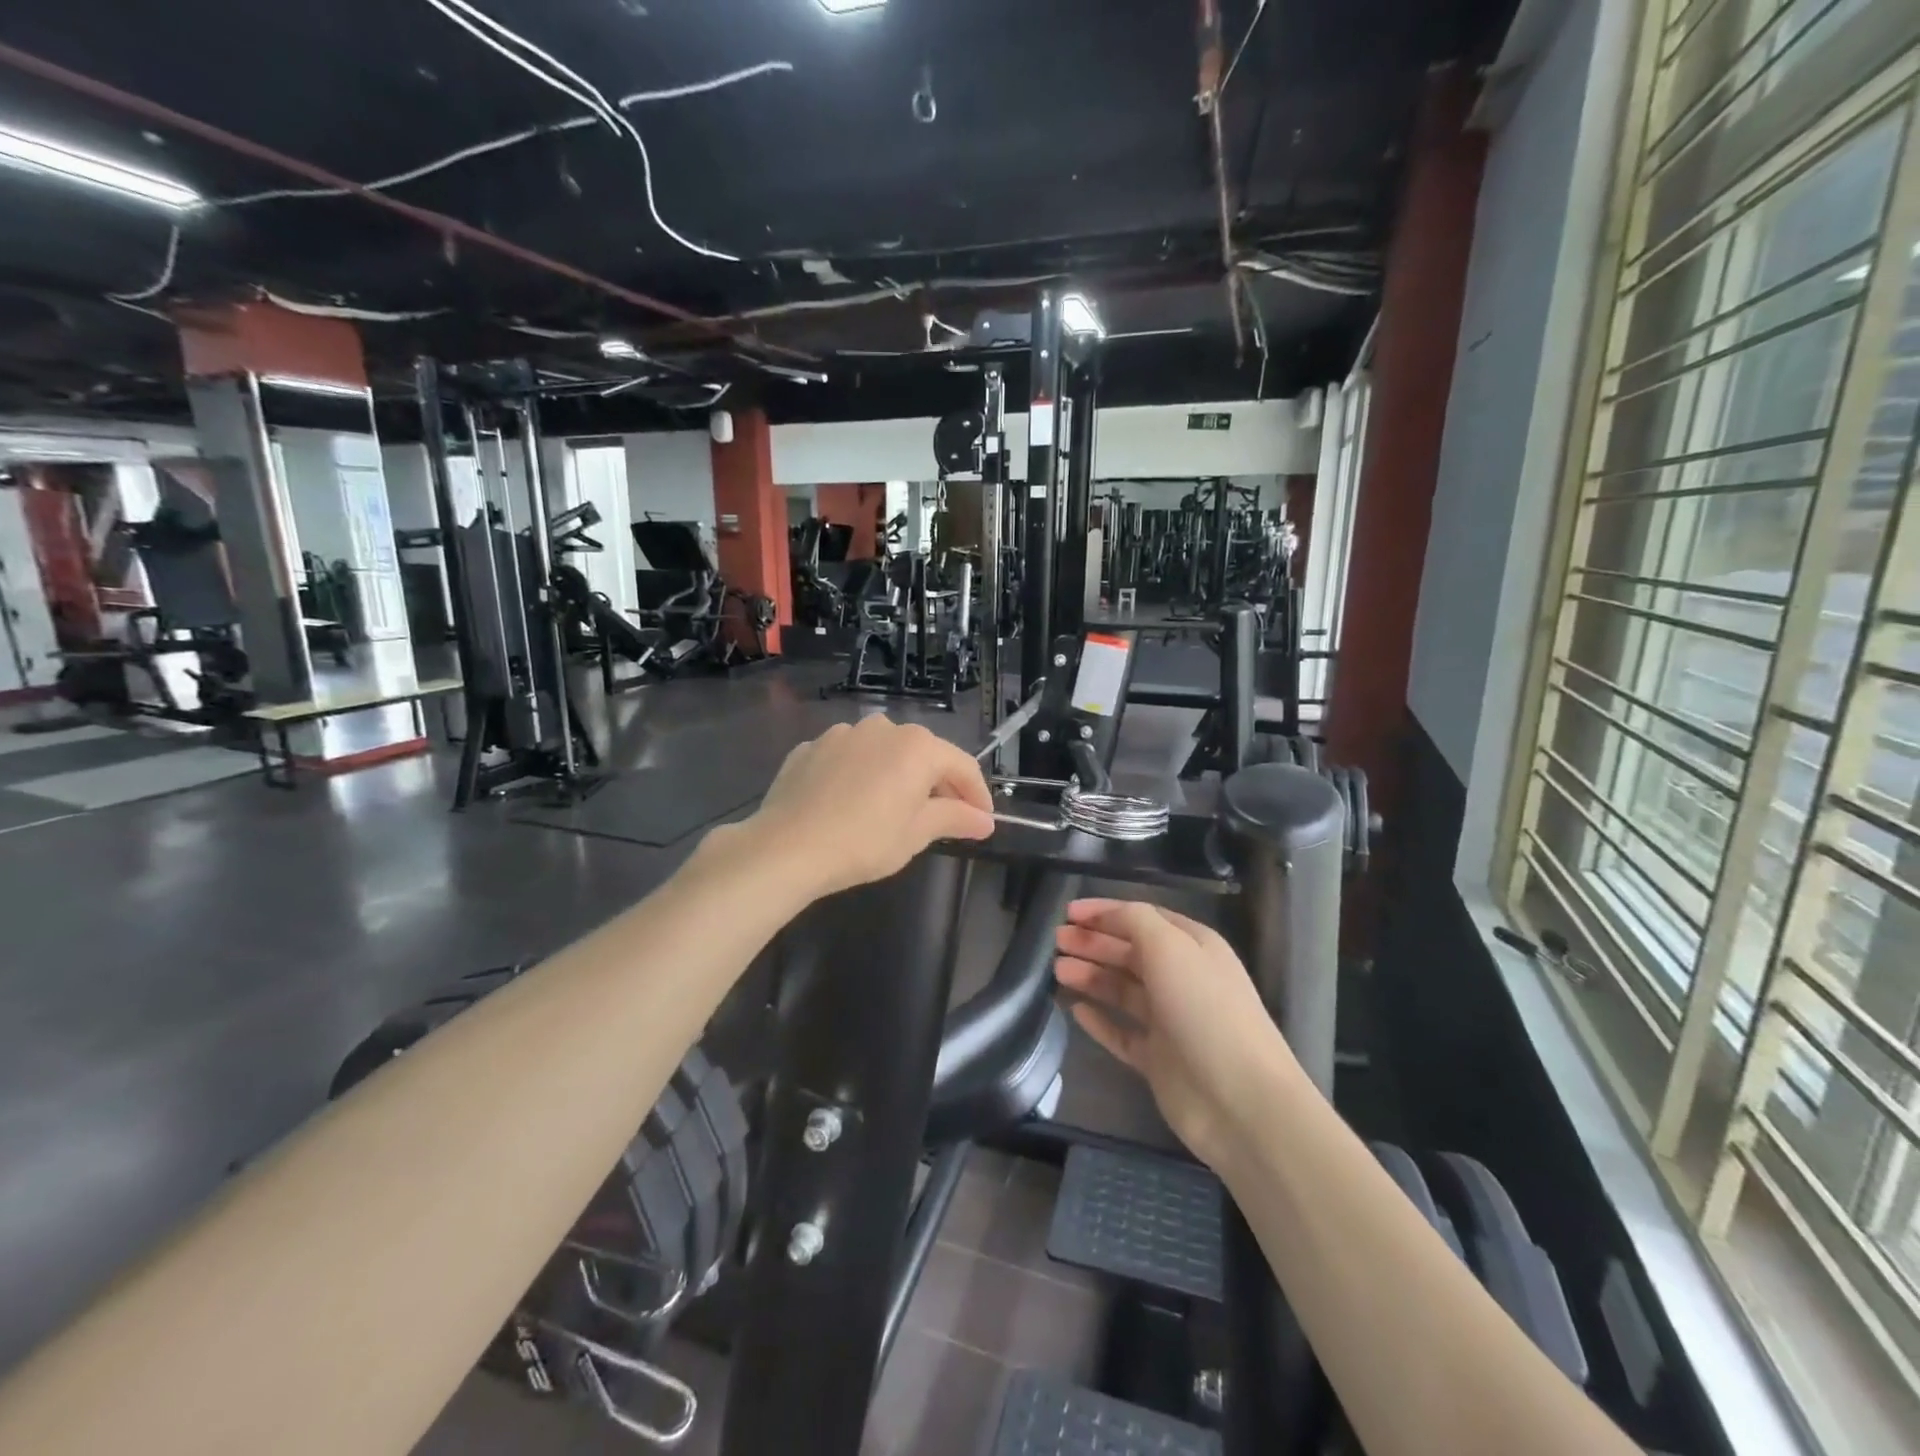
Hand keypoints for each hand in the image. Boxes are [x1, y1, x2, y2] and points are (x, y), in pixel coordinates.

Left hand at [720, 715, 994, 899]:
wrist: (786, 848)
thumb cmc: (863, 842)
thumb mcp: (916, 834)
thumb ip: (954, 818)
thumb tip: (984, 820)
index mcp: (917, 747)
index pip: (962, 765)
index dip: (978, 794)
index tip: (982, 820)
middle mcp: (883, 728)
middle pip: (924, 753)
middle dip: (938, 783)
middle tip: (944, 817)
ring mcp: (842, 734)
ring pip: (884, 751)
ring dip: (897, 774)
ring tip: (894, 808)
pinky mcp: (811, 747)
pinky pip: (849, 758)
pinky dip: (860, 774)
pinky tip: (851, 802)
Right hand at [1055, 899, 1299, 1168]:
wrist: (1240, 1100)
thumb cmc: (1204, 1009)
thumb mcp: (1171, 947)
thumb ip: (1135, 921)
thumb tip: (1108, 915)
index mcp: (1192, 947)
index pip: (1142, 918)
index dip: (1105, 912)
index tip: (1067, 913)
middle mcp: (1182, 979)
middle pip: (1129, 953)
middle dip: (1093, 943)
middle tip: (1056, 942)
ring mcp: (1170, 1022)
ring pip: (1122, 991)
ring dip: (1090, 976)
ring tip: (1057, 971)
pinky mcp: (1158, 1060)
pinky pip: (1121, 1033)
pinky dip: (1099, 1021)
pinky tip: (1075, 1011)